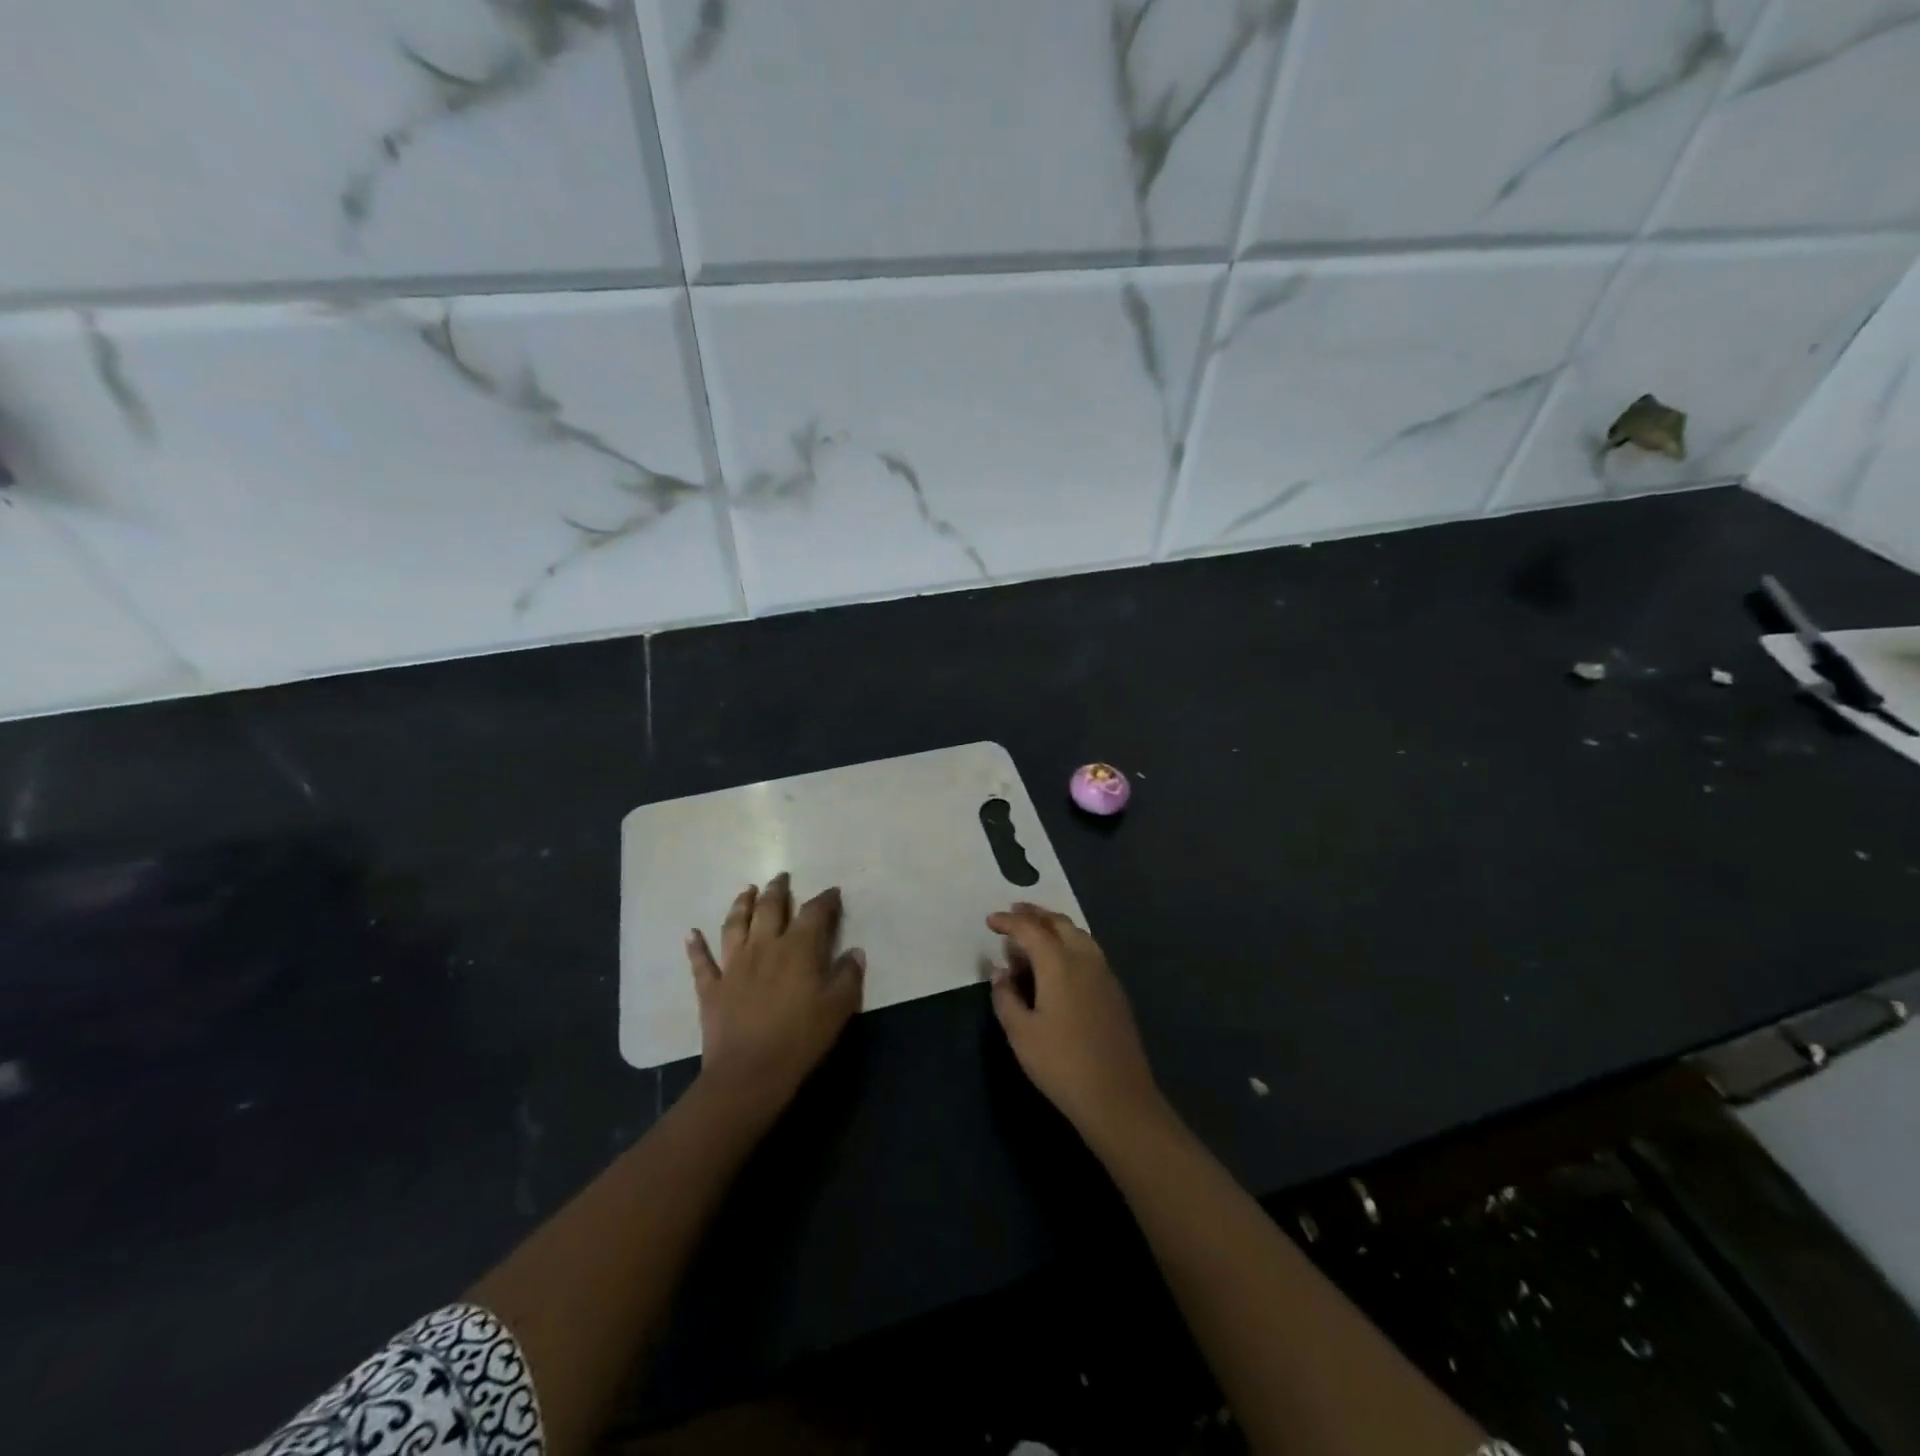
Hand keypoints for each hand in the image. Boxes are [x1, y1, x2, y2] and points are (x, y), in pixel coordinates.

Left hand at [687, 873, 864, 1117]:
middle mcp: (764, 947)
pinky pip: (701, 962)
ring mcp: (733, 965)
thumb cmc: (800, 1039)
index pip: (814, 913)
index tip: (832, 893)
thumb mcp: (838, 1009)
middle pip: (770, 909)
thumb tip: (855, 952)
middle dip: (777, 890)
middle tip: (781, 877)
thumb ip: (848, 977)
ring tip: (746, 891)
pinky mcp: (711, 988)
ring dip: (740, 905)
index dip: (825, 900)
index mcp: (798, 949)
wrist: (748, 1074)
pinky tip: (691, 934)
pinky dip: (695, 947)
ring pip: (735, 925)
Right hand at [987, 902, 1165, 1147]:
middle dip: (1035, 914)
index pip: (1030, 930)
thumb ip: (1006, 997)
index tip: (990, 921)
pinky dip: (1070, 942)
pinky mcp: (1115, 991)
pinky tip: (1060, 960)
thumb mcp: (1021, 1034)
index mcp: (1059, 965)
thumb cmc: (1062, 1065)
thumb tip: (1000, 971)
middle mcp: (1085, 959)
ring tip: (1035, 931)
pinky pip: (1089, 951)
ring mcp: (1104, 974)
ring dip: (1055, 926)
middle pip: (1059, 923)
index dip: (1008, 922)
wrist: (1118, 1097)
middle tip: (1014, 913)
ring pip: (1078, 934)